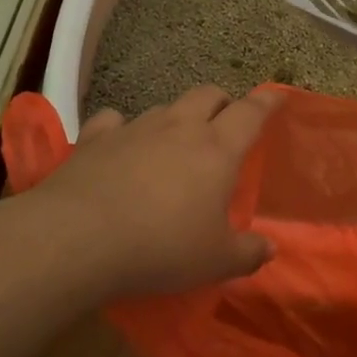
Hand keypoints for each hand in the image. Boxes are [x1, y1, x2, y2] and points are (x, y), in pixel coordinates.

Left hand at [27, 85, 280, 296]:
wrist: (79, 237)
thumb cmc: (161, 246)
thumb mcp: (214, 261)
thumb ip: (247, 253)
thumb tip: (270, 249)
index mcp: (217, 149)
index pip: (251, 112)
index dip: (267, 102)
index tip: (277, 96)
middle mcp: (180, 127)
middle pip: (207, 94)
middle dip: (221, 102)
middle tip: (224, 120)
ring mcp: (135, 128)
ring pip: (164, 107)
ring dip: (176, 117)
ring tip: (174, 140)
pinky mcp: (96, 138)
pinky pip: (114, 120)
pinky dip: (122, 128)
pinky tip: (119, 144)